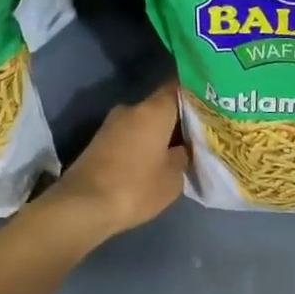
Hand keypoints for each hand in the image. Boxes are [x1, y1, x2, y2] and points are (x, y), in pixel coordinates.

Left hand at [41, 81, 188, 244]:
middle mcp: (131, 109)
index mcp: (154, 110)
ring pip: (146, 121)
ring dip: (161, 132)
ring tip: (181, 148)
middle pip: (162, 105)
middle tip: (201, 132)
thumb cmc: (135, 188)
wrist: (82, 207)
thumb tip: (182, 148)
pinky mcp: (100, 141)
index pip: (179, 87)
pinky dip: (145, 142)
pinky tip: (157, 158)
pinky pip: (132, 134)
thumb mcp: (173, 178)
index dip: (197, 93)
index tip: (212, 103)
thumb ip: (183, 155)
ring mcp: (112, 124)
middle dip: (180, 117)